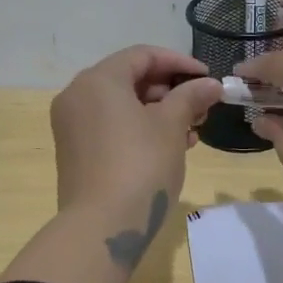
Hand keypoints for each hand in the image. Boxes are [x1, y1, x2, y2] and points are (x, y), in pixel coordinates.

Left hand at [50, 45, 223, 228]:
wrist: (102, 226)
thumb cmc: (140, 165)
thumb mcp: (172, 126)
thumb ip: (191, 97)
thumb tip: (211, 85)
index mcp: (98, 80)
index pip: (143, 56)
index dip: (179, 63)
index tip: (208, 78)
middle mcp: (78, 95)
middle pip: (130, 79)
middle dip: (170, 91)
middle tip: (202, 108)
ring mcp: (72, 125)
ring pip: (122, 105)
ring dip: (159, 112)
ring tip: (193, 131)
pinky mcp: (75, 151)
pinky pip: (111, 126)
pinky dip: (140, 129)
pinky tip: (171, 146)